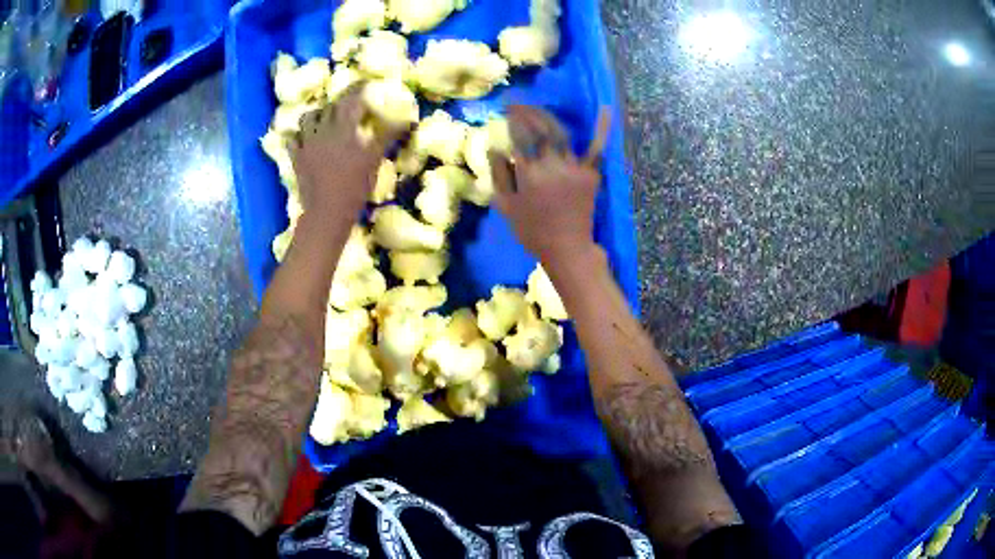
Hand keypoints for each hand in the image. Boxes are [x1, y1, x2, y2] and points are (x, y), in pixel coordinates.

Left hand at [290, 86, 401, 221]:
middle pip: (331, 105)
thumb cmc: (355, 187)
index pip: (352, 97)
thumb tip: (408, 120)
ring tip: (325, 119)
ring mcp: (306, 142)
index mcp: (344, 126)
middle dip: (341, 100)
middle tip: (350, 104)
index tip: (368, 84)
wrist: (327, 212)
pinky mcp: (296, 157)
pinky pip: (292, 139)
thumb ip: (387, 136)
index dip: (360, 87)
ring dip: (318, 114)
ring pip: (308, 117)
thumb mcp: (375, 159)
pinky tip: (305, 139)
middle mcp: (323, 128)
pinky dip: (299, 135)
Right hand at [490, 105, 609, 266]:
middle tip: (515, 103)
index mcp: (529, 175)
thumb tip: (495, 147)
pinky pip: (597, 148)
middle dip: (526, 111)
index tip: (504, 108)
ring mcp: (575, 168)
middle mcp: (552, 167)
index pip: (519, 137)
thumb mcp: (506, 206)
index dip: (512, 119)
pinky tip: (605, 107)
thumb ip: (499, 175)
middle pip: (539, 129)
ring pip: (560, 133)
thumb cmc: (532, 231)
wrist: (567, 249)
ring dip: (546, 116)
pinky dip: (601, 128)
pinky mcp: (591, 174)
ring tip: (534, 108)